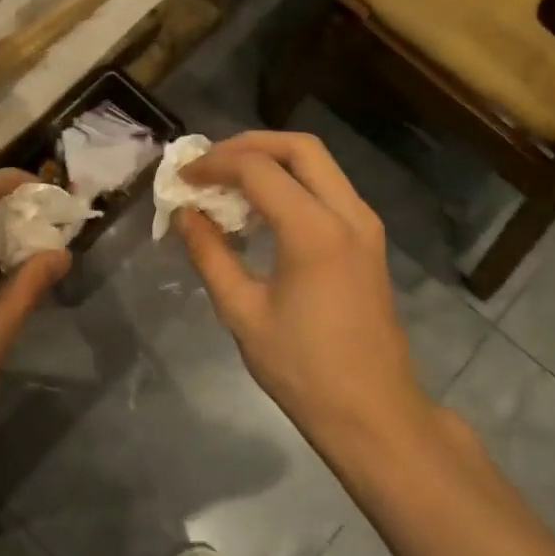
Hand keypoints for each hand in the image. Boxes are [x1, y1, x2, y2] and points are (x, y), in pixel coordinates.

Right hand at [177, 132, 430, 452]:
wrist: (372, 411)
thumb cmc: (302, 368)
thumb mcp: (242, 312)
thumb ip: (210, 255)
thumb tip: (185, 215)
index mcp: (314, 230)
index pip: (257, 169)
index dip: (214, 165)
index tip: (182, 179)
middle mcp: (347, 213)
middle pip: (299, 147)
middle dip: (248, 145)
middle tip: (209, 164)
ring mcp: (365, 225)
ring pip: (318, 163)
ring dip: (272, 160)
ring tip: (229, 181)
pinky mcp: (368, 240)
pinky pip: (328, 188)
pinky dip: (292, 182)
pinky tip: (262, 208)